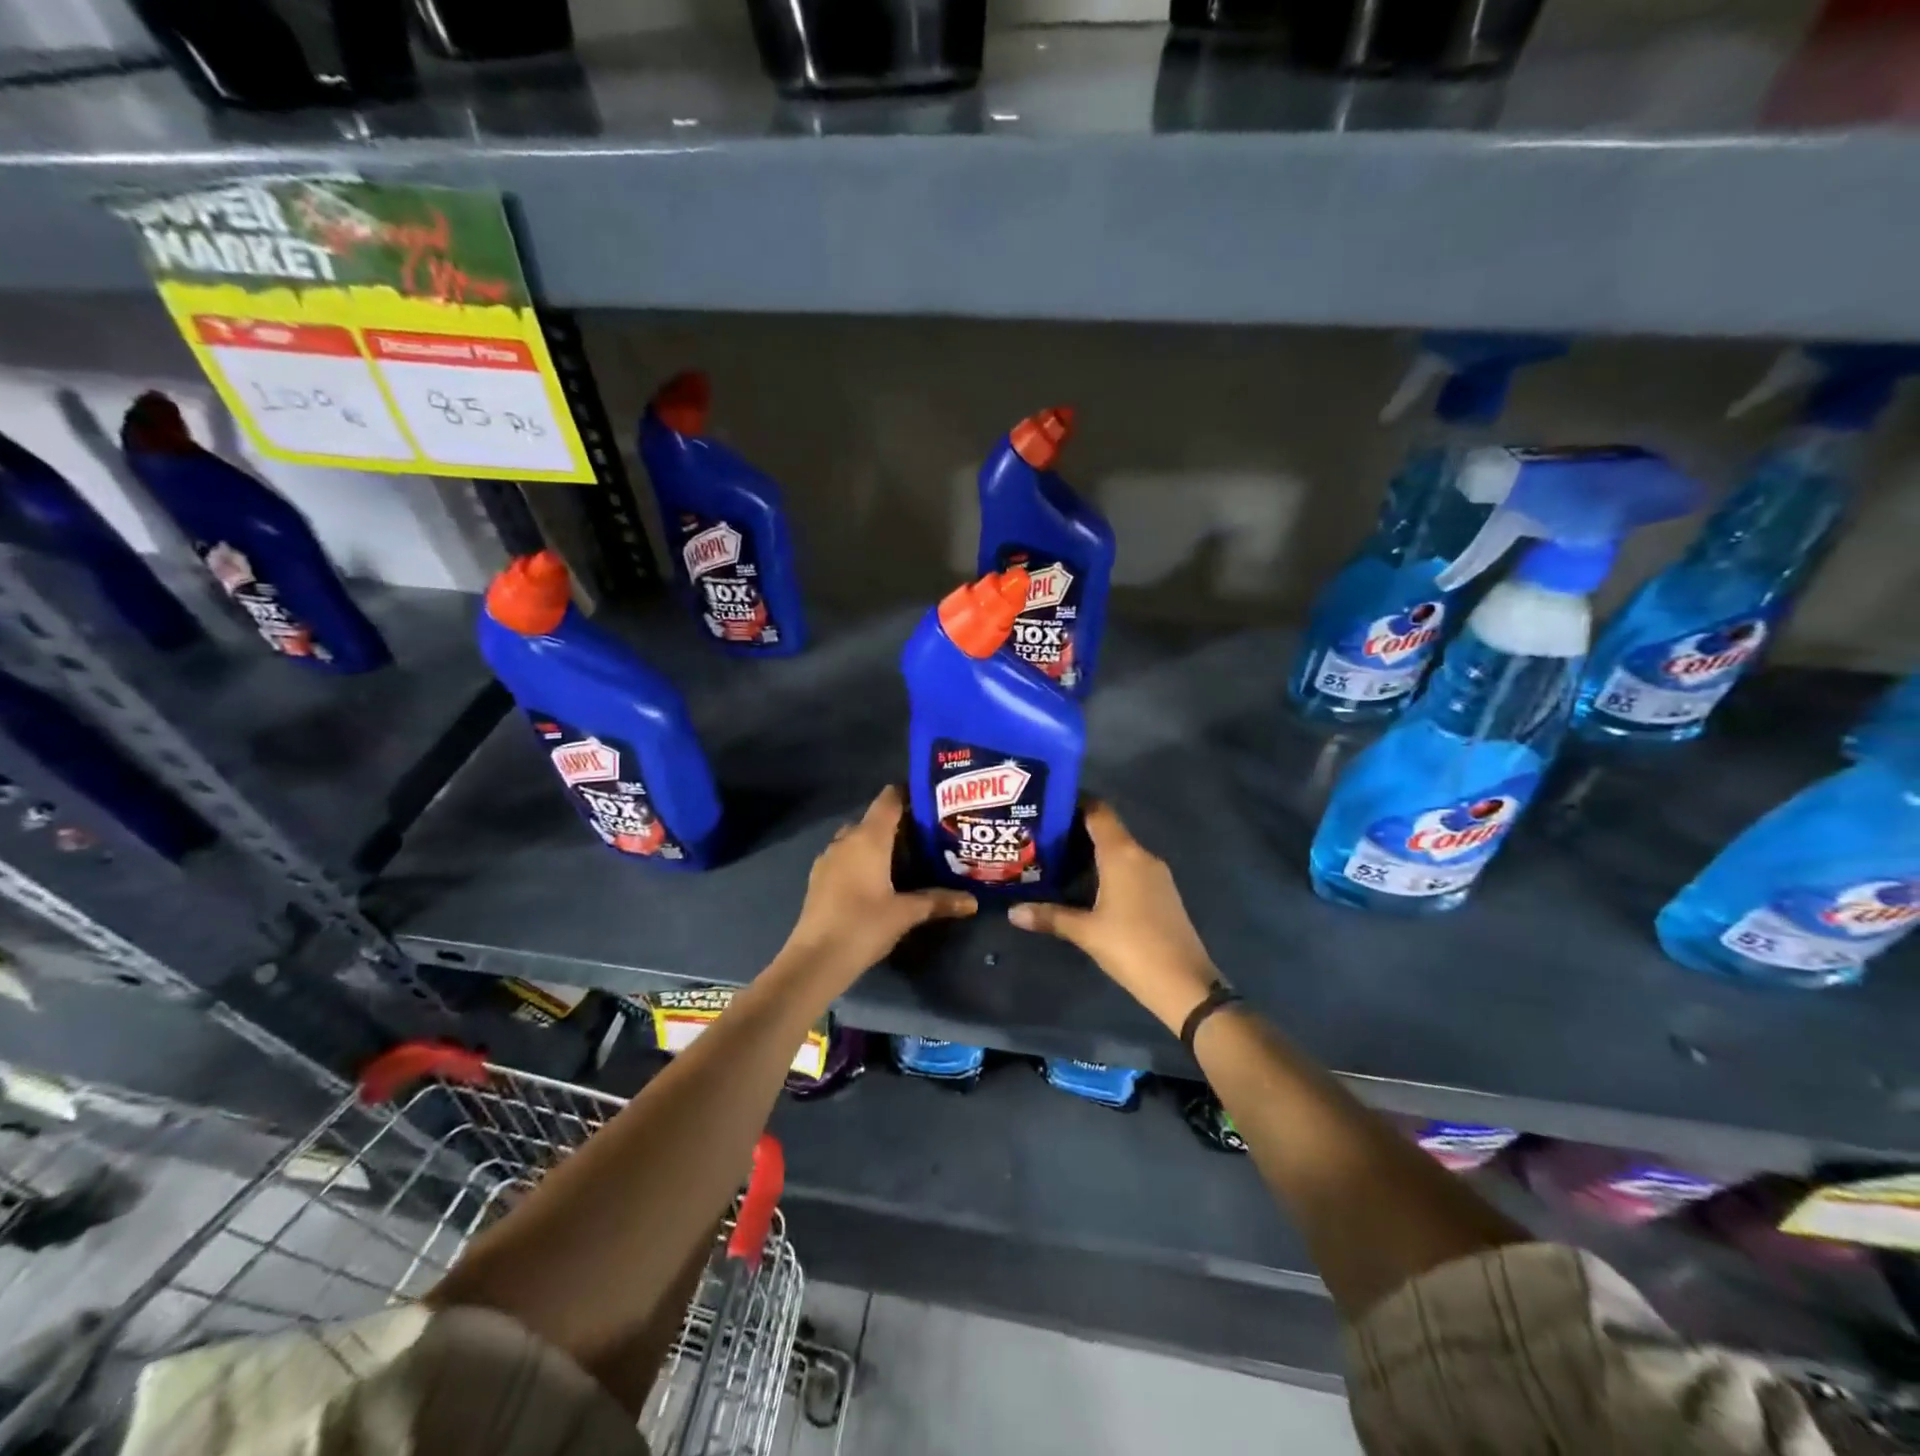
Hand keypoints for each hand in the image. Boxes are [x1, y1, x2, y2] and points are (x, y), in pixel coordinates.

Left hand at [781, 785, 976, 990]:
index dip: (909, 794)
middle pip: (875, 819)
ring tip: (907, 858)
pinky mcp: (819, 878)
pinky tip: (879, 880)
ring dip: (879, 844)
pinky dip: (863, 860)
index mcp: (868, 837)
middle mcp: (846, 839)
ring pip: (858, 839)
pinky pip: (846, 857)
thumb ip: (939, 901)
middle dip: (899, 824)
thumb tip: (972, 901)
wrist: (815, 959)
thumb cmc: (864, 925)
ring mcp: (829, 858)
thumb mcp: (906, 913)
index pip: (889, 798)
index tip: (933, 802)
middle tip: (928, 836)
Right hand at [1009, 802, 1217, 1033]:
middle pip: (1108, 829)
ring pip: (1120, 850)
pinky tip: (1088, 884)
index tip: (1048, 804)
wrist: (1184, 983)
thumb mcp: (1085, 932)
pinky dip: (1109, 867)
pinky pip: (1131, 868)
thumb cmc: (1131, 947)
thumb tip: (1013, 912)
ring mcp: (1156, 874)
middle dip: (1077, 829)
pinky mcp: (1163, 892)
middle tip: (1043, 835)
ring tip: (1059, 858)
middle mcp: (1141, 855)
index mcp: (1122, 854)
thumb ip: (1049, 916)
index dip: (1075, 802)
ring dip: (1093, 850)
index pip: (1098, 811)